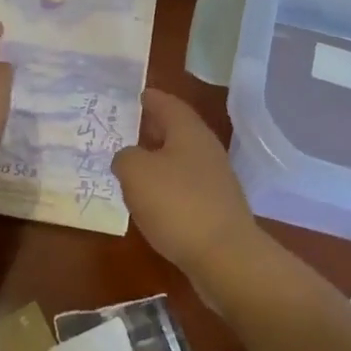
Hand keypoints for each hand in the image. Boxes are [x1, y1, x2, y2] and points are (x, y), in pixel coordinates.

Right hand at [113, 89, 259, 283]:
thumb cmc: (177, 204)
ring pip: (182, 159)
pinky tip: (152, 199)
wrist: (225, 256)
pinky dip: (168, 185)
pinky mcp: (217, 208)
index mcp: (189, 131)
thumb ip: (125, 157)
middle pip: (178, 130)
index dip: (152, 98)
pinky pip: (186, 186)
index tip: (138, 94)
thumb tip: (128, 157)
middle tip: (130, 127)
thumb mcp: (136, 173)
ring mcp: (215, 180)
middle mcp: (206, 149)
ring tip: (135, 164)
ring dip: (160, 158)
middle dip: (155, 128)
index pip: (168, 104)